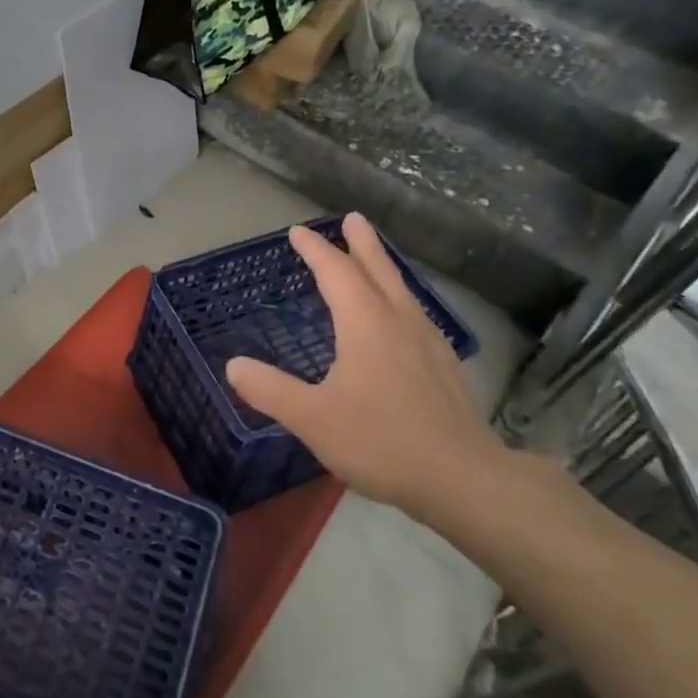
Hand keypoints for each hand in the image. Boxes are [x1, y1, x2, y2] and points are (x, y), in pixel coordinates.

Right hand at [225, 213, 507, 521]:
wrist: (463, 478)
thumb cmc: (380, 441)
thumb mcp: (312, 418)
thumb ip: (270, 390)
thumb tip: (233, 365)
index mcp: (365, 323)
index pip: (335, 273)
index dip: (315, 250)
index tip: (298, 232)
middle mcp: (398, 321)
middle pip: (378, 270)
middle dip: (361, 243)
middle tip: (353, 219)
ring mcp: (427, 342)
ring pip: (401, 290)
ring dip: (383, 267)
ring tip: (374, 259)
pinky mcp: (444, 367)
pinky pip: (415, 314)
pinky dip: (400, 299)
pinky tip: (402, 320)